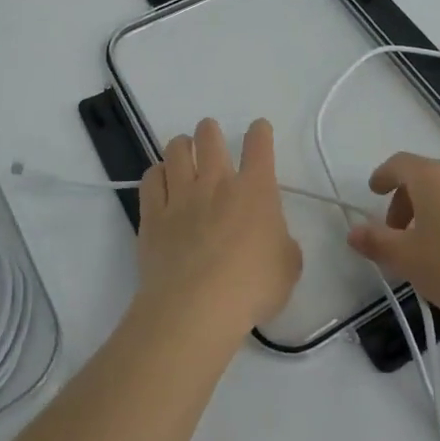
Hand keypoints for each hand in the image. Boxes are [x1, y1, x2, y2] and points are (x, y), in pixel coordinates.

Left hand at [133, 118, 302, 340]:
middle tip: (211, 138)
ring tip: (184, 151)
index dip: (260, 132)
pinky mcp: (153, 216)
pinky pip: (151, 179)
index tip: (259, 130)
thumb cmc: (251, 288)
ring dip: (182, 145)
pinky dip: (157, 174)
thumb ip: (283, 244)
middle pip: (209, 137)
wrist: (196, 309)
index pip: (259, 145)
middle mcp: (216, 182)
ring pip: (176, 150)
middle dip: (211, 131)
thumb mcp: (288, 268)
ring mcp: (181, 196)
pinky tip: (161, 180)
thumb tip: (273, 240)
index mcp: (255, 190)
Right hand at [345, 153, 439, 336]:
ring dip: (429, 210)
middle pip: (424, 176)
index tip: (373, 192)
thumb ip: (377, 243)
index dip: (382, 176)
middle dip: (404, 199)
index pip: (399, 164)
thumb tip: (353, 231)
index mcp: (433, 177)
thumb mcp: (409, 260)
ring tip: (425, 247)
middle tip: (395, 232)